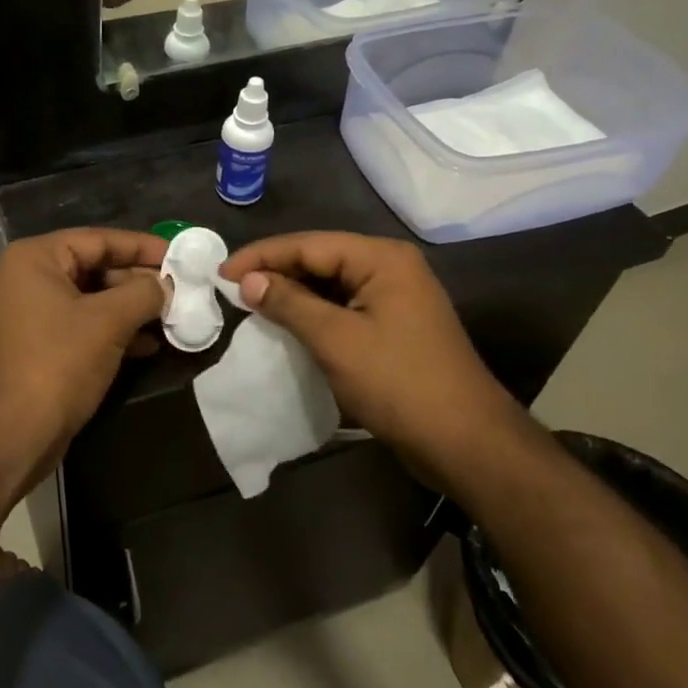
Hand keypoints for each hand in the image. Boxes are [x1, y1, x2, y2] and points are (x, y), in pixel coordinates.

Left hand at [0, 229, 168, 468]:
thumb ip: (143, 293)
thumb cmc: (58, 363)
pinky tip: (149, 344)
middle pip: (94, 267)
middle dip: (138, 282)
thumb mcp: (108, 321)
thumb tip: (166, 285)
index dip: (142, 246)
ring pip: (92, 300)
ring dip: (131, 309)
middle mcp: (28, 278)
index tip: (179, 256)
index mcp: (35, 259)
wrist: (12, 435)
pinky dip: (114, 332)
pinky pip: (83, 326)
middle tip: (179, 291)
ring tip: (171, 317)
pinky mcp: (39, 346)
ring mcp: (31, 315)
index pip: (98, 240)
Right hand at [218, 232, 518, 472]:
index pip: (308, 244)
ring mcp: (395, 297)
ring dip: (293, 293)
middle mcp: (390, 267)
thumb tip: (247, 280)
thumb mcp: (336, 340)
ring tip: (251, 304)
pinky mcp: (394, 325)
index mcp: (382, 258)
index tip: (221, 273)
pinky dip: (313, 313)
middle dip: (276, 272)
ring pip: (330, 284)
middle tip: (232, 289)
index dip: (261, 256)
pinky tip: (287, 323)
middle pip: (320, 259)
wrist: (466, 443)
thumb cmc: (398, 383)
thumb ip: (289, 303)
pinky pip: (344, 307)